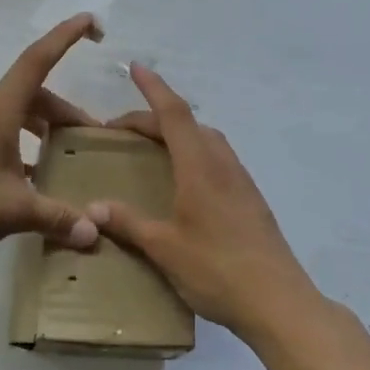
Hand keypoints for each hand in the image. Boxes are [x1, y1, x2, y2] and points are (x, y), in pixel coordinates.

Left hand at [0, 14, 105, 266]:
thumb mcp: (15, 211)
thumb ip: (58, 217)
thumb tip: (93, 232)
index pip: (37, 61)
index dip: (65, 37)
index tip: (90, 20)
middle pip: (29, 95)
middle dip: (61, 113)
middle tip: (87, 139)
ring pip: (9, 115)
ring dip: (38, 129)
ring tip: (59, 159)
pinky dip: (15, 143)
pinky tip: (25, 177)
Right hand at [90, 64, 320, 341]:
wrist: (278, 302)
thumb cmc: (217, 270)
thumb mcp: (164, 248)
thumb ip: (128, 223)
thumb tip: (92, 208)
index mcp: (199, 167)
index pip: (173, 114)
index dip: (153, 88)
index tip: (135, 67)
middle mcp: (223, 165)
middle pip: (189, 125)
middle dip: (155, 117)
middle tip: (123, 131)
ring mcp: (242, 182)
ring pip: (207, 141)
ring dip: (179, 135)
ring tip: (152, 152)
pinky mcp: (251, 201)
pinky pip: (218, 161)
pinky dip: (195, 155)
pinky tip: (184, 184)